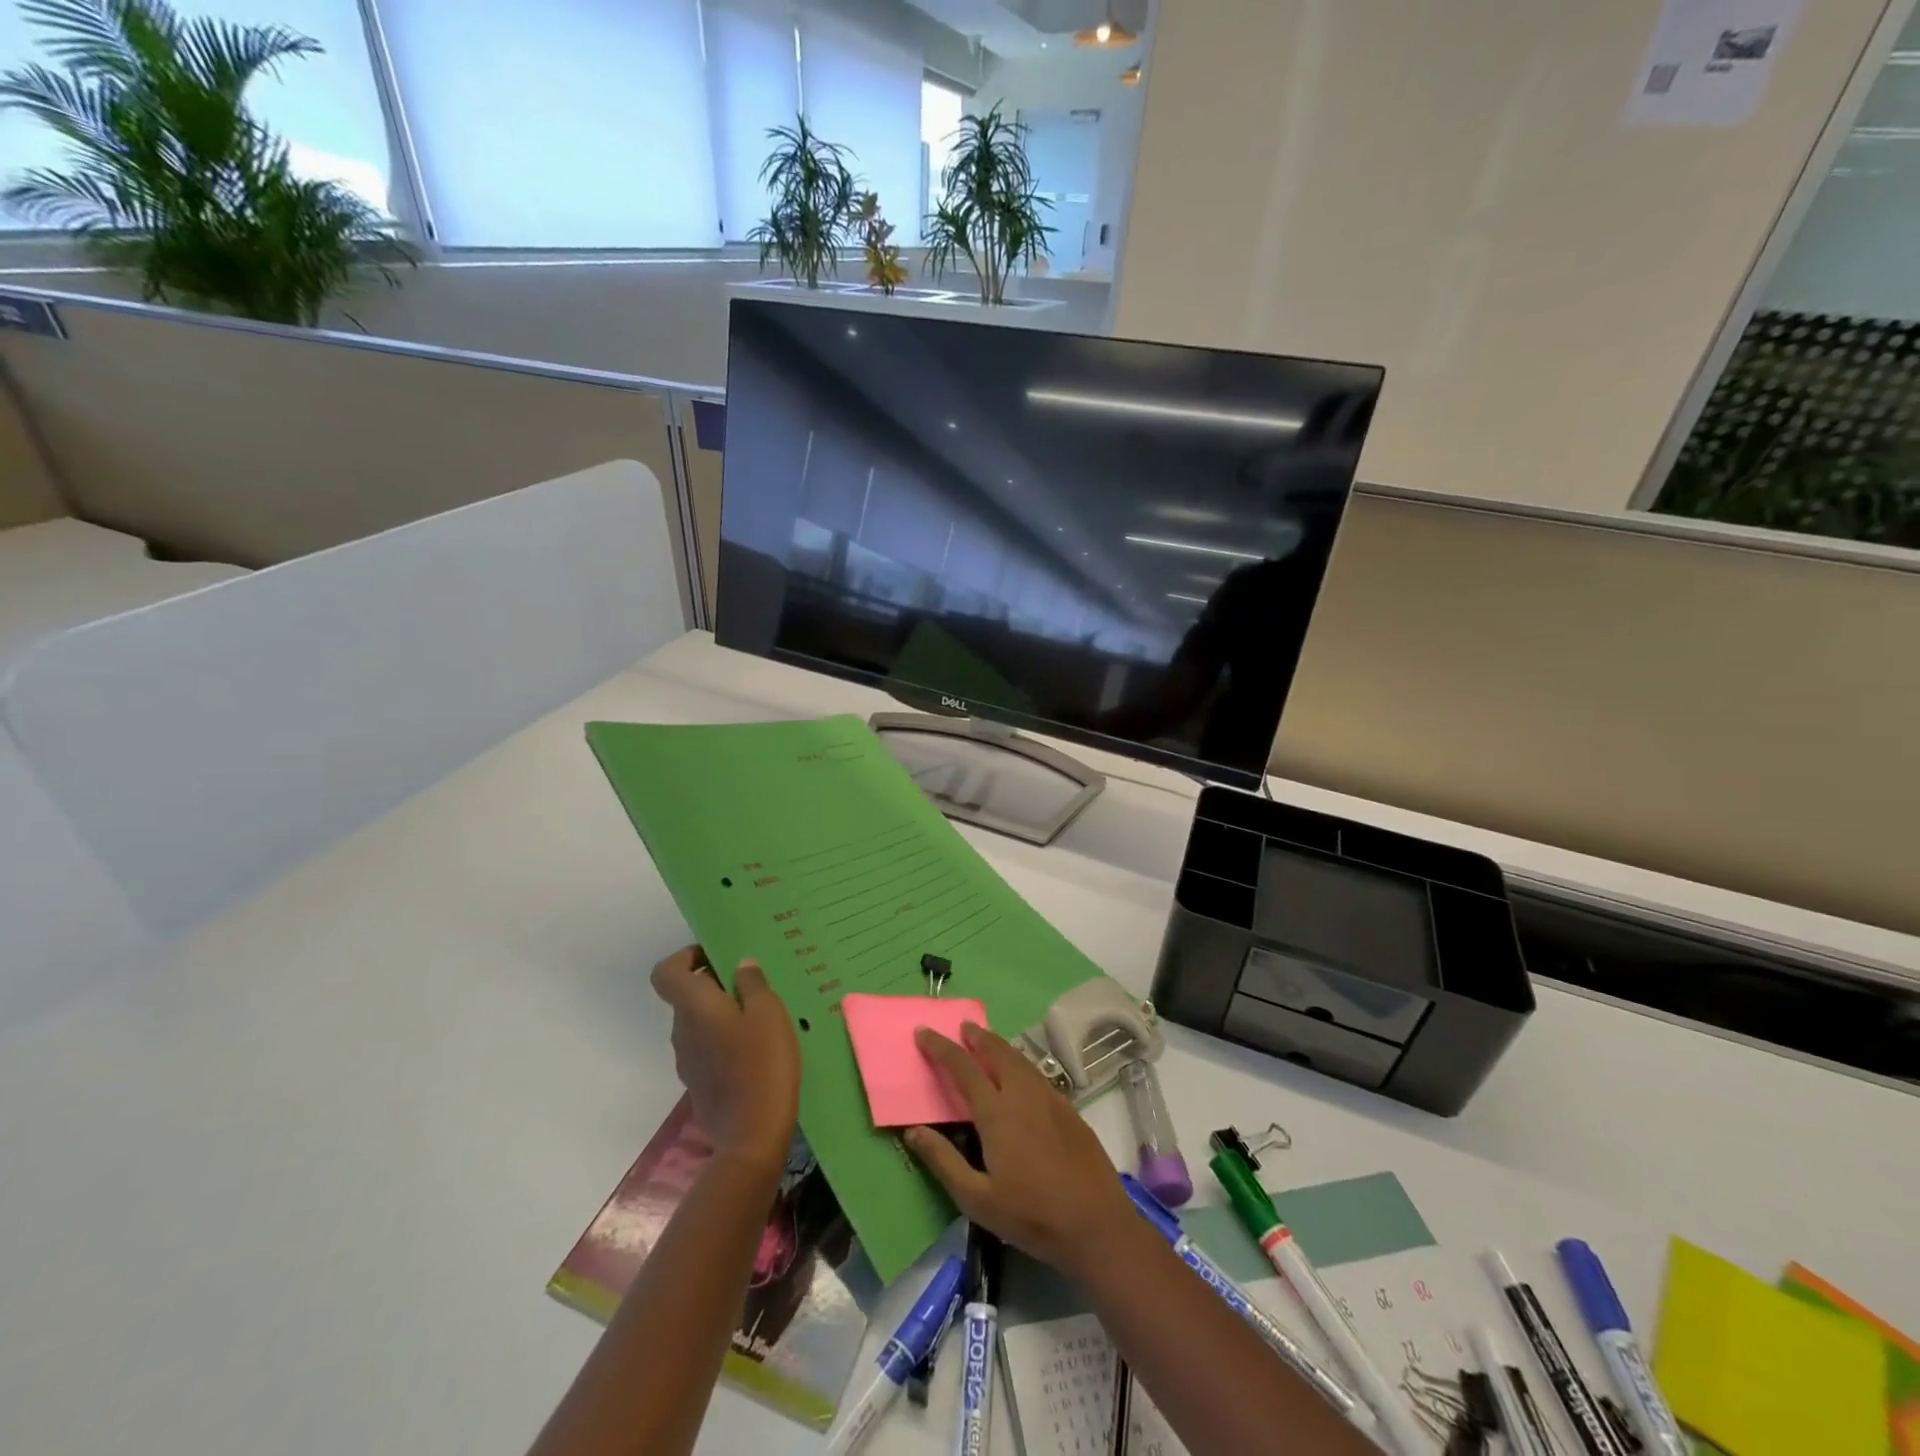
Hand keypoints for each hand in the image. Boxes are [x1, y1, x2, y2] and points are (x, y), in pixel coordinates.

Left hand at [650, 946, 799, 1172]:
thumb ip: (753, 984)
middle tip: (754, 984)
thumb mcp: (769, 1013)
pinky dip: (725, 1040)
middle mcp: (682, 1031)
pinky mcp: (699, 1084)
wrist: (752, 1136)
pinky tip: (757, 1050)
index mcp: (694, 1008)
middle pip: (687, 996)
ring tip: (761, 1017)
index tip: (715, 955)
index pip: (665, 973)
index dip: (685, 957)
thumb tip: (740, 966)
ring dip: (723, 1013)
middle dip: (715, 984)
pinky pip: (707, 1048)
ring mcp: (687, 1061)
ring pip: (699, 1023)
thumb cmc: (762, 1063)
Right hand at [904, 1022, 1135, 1278]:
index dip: (942, 1048)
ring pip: (1020, 1060)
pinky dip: (1020, 1063)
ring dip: (1000, 1046)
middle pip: (997, 1052)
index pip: (964, 1067)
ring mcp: (1050, 1099)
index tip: (924, 1032)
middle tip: (963, 1027)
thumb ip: (944, 1161)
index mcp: (997, 1112)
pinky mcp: (1069, 1110)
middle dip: (978, 1036)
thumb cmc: (1031, 1215)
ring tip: (987, 1043)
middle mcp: (1023, 1095)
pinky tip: (1019, 1074)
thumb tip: (913, 1130)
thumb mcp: (977, 1199)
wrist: (1096, 1224)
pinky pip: (1037, 1074)